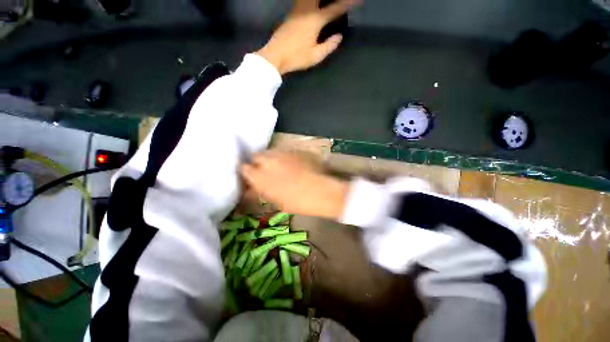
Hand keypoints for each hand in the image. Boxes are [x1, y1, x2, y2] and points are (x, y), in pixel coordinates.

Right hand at [241, 151, 347, 219]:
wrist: (320, 191)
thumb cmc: (297, 202)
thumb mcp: (275, 201)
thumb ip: (263, 190)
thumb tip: (256, 187)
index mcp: (260, 176)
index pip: (244, 168)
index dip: (248, 172)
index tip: (252, 176)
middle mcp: (268, 160)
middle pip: (257, 156)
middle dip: (259, 162)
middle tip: (267, 171)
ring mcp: (282, 152)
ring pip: (272, 152)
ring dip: (273, 158)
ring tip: (282, 167)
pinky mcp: (295, 149)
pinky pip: (286, 151)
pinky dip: (286, 157)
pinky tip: (295, 164)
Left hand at [256, 0, 359, 74]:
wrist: (275, 56)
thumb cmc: (296, 57)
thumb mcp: (315, 56)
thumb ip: (329, 46)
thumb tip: (339, 37)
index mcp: (315, 20)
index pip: (335, 9)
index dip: (348, 4)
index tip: (357, 0)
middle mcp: (306, 10)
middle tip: (338, 0)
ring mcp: (297, 11)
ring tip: (324, 3)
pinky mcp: (290, 14)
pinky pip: (302, 1)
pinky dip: (310, 1)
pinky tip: (312, 5)